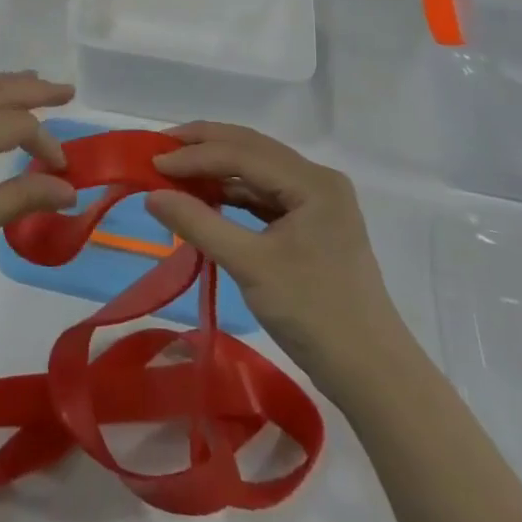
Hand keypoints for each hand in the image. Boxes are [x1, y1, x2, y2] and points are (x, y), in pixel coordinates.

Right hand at [145, 123, 395, 383]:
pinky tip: (205, 198)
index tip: (150, 164)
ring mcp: (317, 202)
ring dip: (216, 169)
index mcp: (312, 182)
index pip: (242, 153)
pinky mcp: (311, 225)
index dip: (193, 156)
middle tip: (158, 149)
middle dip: (203, 147)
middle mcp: (317, 180)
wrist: (371, 374)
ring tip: (174, 171)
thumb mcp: (250, 266)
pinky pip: (264, 196)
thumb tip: (151, 196)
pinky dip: (232, 193)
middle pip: (251, 150)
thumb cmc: (314, 313)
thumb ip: (199, 223)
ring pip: (257, 171)